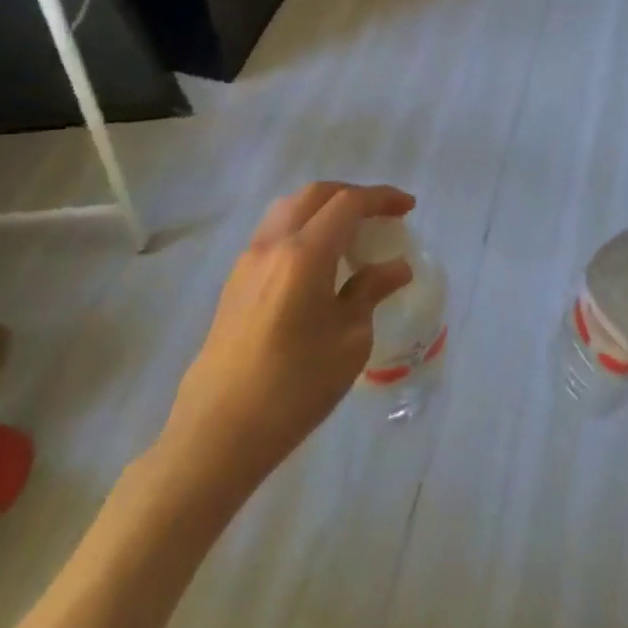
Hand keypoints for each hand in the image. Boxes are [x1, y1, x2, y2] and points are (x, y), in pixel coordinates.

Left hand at [158, 182, 414, 495]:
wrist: (218, 432)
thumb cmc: (294, 387)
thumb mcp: (350, 340)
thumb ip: (371, 292)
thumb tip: (395, 268)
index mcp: (305, 253)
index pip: (348, 203)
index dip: (382, 198)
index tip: (408, 207)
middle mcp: (272, 245)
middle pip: (314, 195)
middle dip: (352, 195)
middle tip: (382, 215)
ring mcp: (247, 262)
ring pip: (289, 210)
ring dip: (323, 209)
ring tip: (351, 234)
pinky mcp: (235, 283)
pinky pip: (274, 234)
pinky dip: (303, 229)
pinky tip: (319, 262)